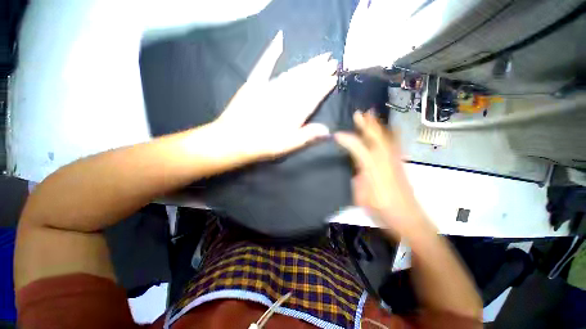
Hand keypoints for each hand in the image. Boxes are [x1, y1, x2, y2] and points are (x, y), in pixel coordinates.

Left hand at [211, 31, 337, 161]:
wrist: (233, 140)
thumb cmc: (263, 145)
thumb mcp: (287, 146)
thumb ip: (307, 136)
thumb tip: (328, 130)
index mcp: (293, 112)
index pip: (313, 95)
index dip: (324, 85)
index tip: (335, 76)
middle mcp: (284, 96)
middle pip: (305, 81)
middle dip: (319, 70)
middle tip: (332, 60)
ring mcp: (269, 87)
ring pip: (292, 73)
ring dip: (306, 65)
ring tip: (319, 57)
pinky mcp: (254, 84)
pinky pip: (265, 65)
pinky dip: (272, 52)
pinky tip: (279, 40)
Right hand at [335, 111, 427, 236]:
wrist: (408, 218)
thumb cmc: (381, 208)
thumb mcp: (361, 195)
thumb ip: (356, 176)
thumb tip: (355, 165)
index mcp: (372, 167)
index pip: (358, 148)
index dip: (347, 139)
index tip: (336, 134)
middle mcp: (384, 160)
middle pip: (374, 137)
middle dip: (366, 124)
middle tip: (359, 113)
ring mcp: (394, 160)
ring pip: (386, 137)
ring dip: (377, 125)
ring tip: (372, 115)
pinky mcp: (400, 164)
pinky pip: (395, 143)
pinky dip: (390, 134)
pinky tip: (390, 129)